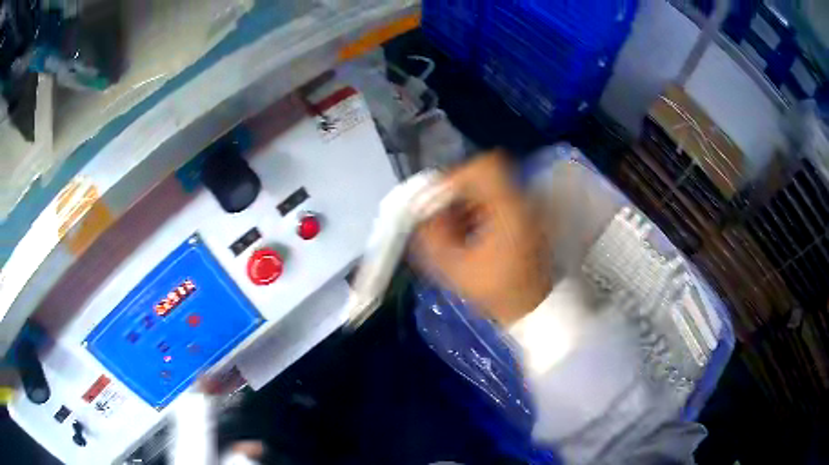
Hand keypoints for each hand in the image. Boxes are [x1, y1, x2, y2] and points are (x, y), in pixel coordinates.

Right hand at [413, 152, 552, 326]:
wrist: (534, 310)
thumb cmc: (497, 292)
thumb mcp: (455, 268)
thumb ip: (430, 236)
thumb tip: (419, 214)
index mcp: (509, 208)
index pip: (483, 167)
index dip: (455, 176)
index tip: (438, 201)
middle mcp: (522, 201)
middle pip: (483, 178)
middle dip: (455, 195)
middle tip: (440, 219)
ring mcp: (527, 210)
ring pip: (488, 190)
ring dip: (465, 204)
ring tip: (453, 231)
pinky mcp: (526, 219)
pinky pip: (496, 203)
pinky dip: (478, 213)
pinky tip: (469, 236)